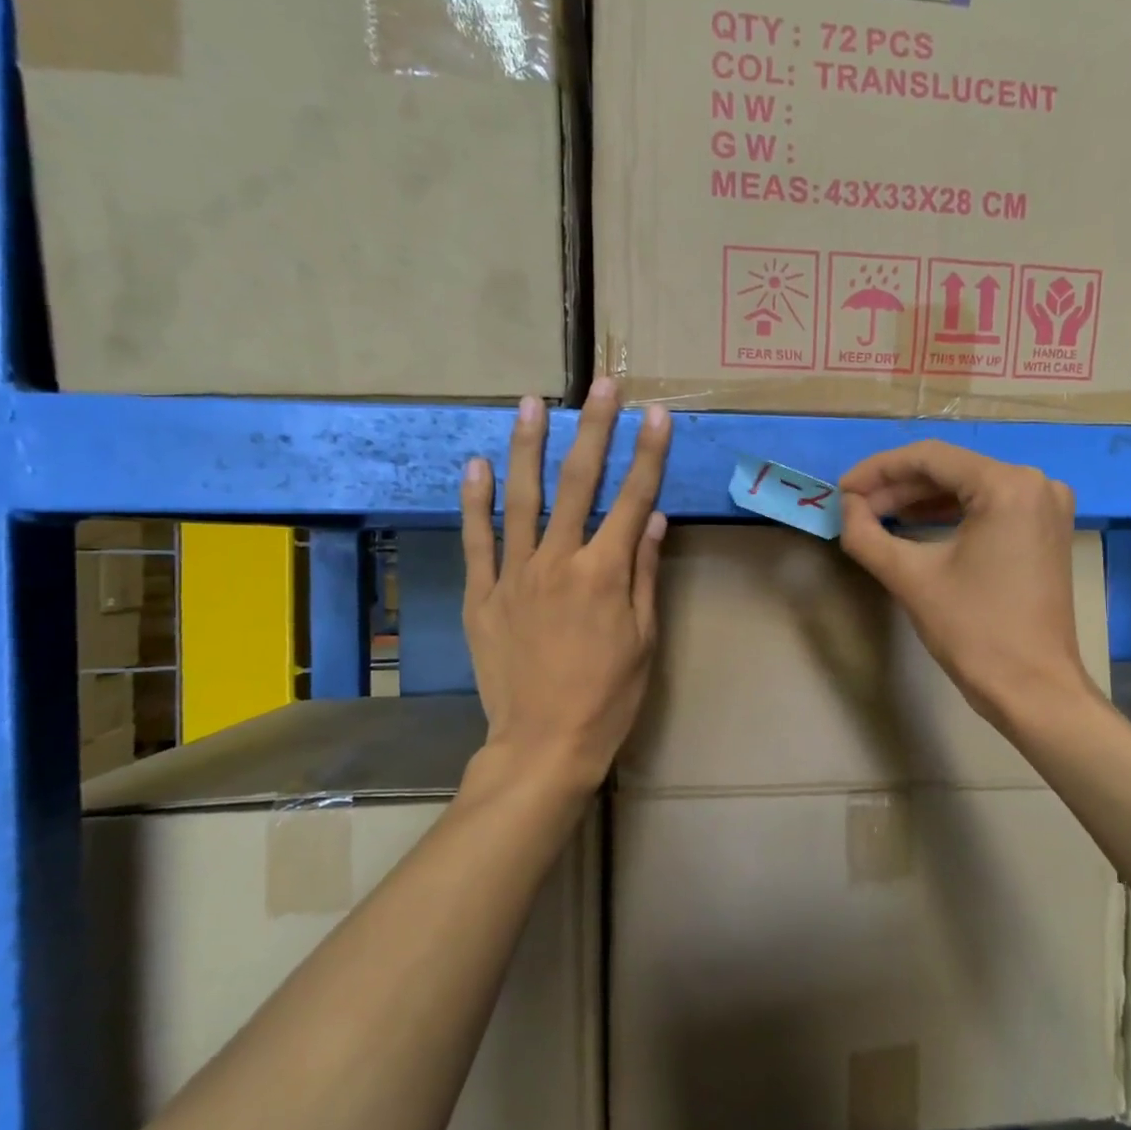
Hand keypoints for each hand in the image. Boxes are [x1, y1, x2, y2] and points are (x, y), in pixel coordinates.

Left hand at [460, 380, 671, 796]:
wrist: (543, 743)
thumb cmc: (608, 697)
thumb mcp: (644, 640)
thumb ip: (645, 574)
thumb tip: (652, 518)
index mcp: (605, 573)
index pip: (633, 498)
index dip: (648, 453)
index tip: (656, 414)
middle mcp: (560, 561)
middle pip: (580, 482)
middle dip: (594, 429)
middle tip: (602, 386)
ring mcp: (515, 575)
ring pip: (522, 498)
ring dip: (528, 446)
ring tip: (532, 403)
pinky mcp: (483, 594)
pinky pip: (476, 539)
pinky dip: (474, 501)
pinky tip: (474, 464)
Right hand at [837, 441, 1097, 732]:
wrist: (1033, 689)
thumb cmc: (974, 631)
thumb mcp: (910, 578)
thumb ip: (866, 534)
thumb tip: (846, 507)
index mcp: (1007, 485)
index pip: (929, 458)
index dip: (877, 470)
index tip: (841, 491)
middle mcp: (1035, 483)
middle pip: (950, 469)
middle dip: (896, 486)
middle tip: (854, 507)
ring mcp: (1046, 506)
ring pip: (967, 487)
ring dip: (919, 500)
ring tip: (875, 516)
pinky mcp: (1045, 530)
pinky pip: (987, 506)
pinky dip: (947, 514)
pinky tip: (913, 525)